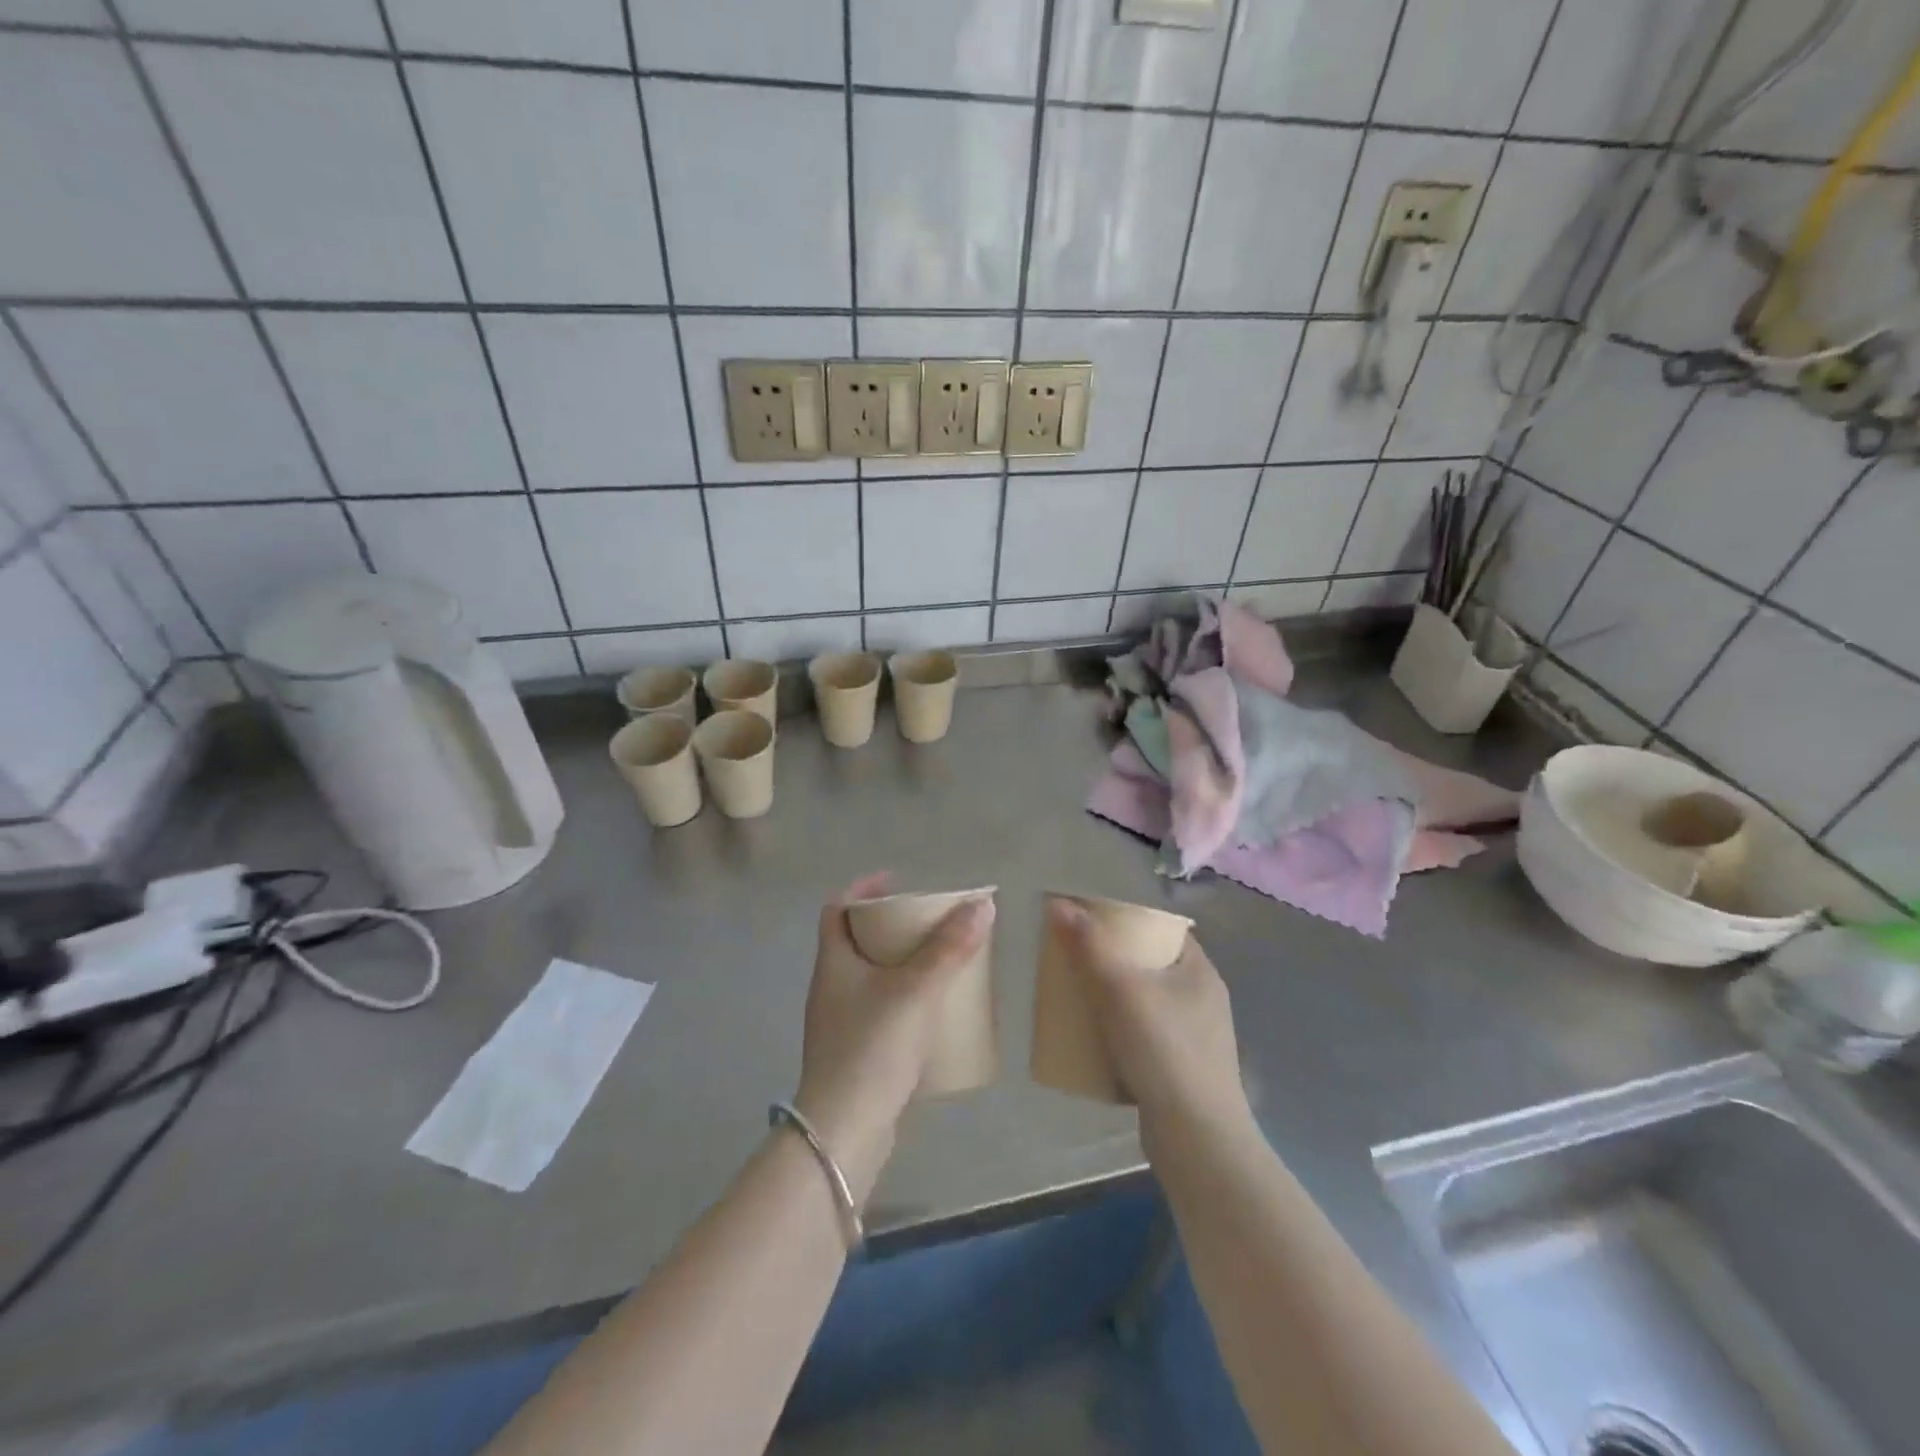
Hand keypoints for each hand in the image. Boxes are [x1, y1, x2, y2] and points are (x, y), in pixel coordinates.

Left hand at [794, 874, 993, 1200]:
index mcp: (833, 963)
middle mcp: (830, 987)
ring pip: (870, 977)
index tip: (897, 883)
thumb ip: (949, 948)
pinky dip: (902, 999)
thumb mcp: (916, 990)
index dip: (863, 889)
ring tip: (937, 962)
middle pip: (856, 941)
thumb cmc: (873, 1047)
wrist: (845, 1130)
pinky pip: (879, 1010)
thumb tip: (982, 905)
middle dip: (891, 927)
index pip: (837, 909)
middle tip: (928, 923)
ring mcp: (839, 1023)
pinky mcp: (854, 1053)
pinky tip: (931, 1011)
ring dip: (899, 964)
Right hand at [1048, 900, 1249, 1133]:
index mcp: (1199, 971)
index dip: (1126, 919)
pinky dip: (1121, 1031)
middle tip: (1075, 957)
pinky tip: (1095, 1038)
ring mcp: (1196, 1038)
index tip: (1090, 921)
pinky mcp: (1182, 1070)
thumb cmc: (1164, 1051)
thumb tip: (1058, 903)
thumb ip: (1089, 946)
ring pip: (1147, 1002)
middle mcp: (1203, 999)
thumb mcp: (1120, 990)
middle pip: (1151, 964)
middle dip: (1113, 959)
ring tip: (1078, 995)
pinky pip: (1146, 1036)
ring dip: (1115, 997)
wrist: (1196, 1140)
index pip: (1162, 928)